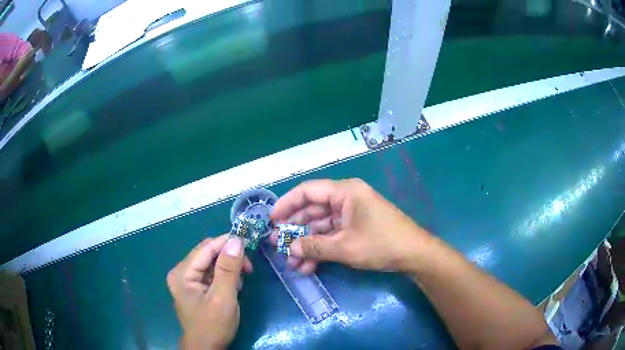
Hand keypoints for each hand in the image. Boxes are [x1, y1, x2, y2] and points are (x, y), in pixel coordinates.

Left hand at [167, 234, 252, 349]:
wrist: (206, 348)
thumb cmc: (213, 325)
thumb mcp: (223, 297)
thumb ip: (228, 269)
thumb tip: (236, 240)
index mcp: (182, 272)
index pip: (206, 248)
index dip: (227, 242)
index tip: (249, 245)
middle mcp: (181, 272)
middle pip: (208, 254)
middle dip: (229, 257)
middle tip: (249, 269)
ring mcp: (187, 280)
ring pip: (211, 263)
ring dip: (228, 268)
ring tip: (240, 282)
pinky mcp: (194, 287)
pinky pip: (211, 274)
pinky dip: (224, 277)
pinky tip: (233, 287)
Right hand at [270, 178, 432, 273]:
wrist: (414, 255)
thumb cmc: (381, 244)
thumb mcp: (345, 247)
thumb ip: (314, 247)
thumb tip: (289, 249)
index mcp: (345, 192)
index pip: (307, 191)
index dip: (286, 204)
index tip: (271, 220)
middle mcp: (346, 199)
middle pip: (312, 210)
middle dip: (295, 230)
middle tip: (277, 246)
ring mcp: (351, 214)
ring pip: (320, 226)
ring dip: (307, 244)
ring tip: (292, 263)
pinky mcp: (355, 228)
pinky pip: (332, 235)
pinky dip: (320, 249)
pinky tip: (308, 266)